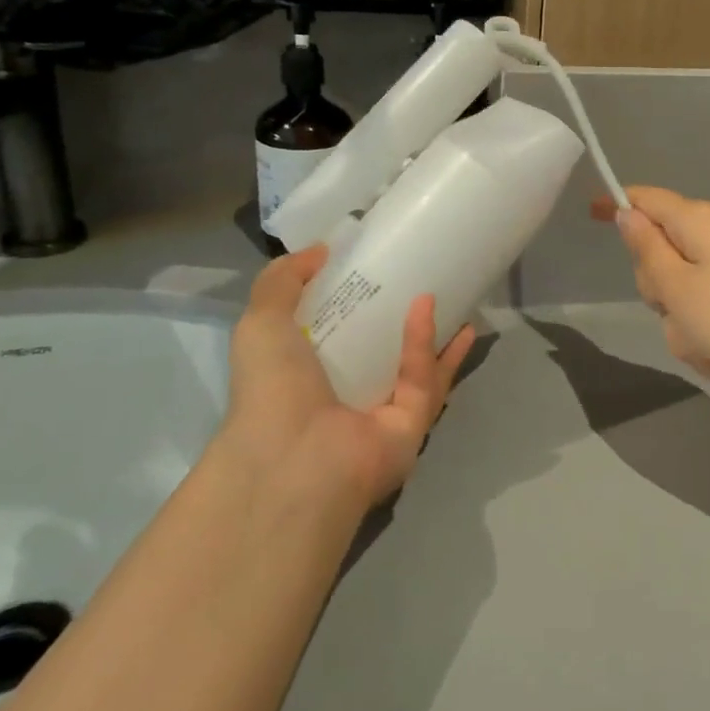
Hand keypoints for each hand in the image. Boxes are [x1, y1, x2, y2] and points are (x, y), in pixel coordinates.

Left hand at [222, 245, 476, 510]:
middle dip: (403, 320)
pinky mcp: (412, 424)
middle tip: (421, 279)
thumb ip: (282, 281)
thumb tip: (320, 251)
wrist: (294, 459)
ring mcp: (382, 414)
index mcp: (308, 378)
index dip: (354, 303)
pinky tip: (429, 307)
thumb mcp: (260, 323)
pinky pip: (424, 380)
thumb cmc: (272, 390)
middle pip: (383, 352)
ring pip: (417, 368)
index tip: (372, 268)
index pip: (336, 337)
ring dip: (433, 332)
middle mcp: (346, 397)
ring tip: (449, 292)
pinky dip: (426, 344)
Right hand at [592, 187, 709, 412]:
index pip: (646, 198)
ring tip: (703, 348)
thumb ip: (646, 249)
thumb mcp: (676, 288)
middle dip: (658, 288)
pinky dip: (704, 332)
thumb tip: (627, 213)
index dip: (616, 204)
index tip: (590, 215)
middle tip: (672, 312)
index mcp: (698, 220)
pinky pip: (706, 305)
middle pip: (661, 249)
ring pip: (682, 286)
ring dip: (682, 322)